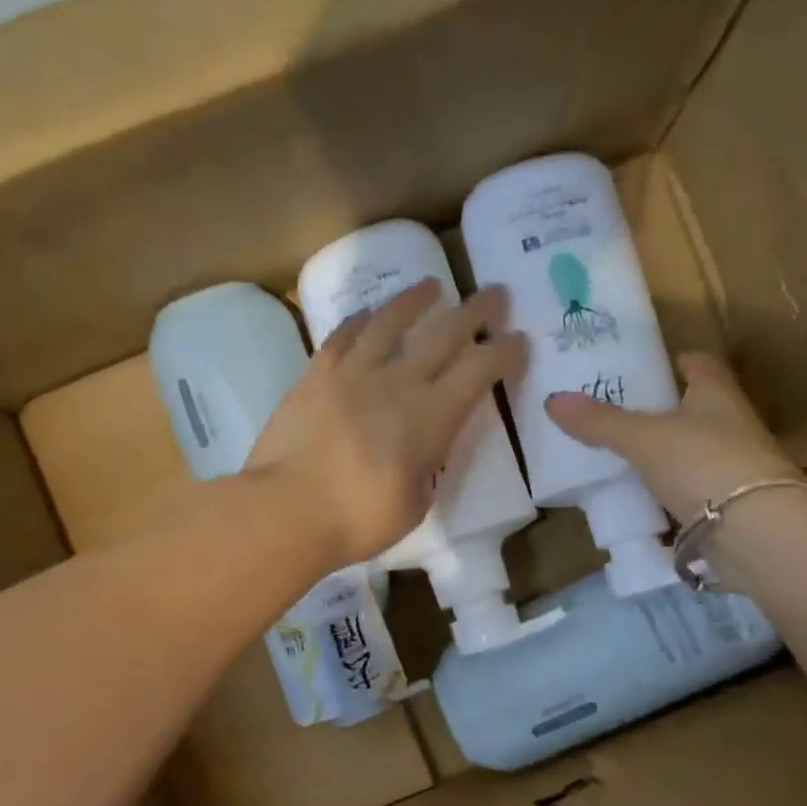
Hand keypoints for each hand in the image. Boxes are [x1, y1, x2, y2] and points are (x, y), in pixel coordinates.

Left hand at [249, 281, 526, 568]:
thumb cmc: (359, 519)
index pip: (479, 371)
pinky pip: (341, 338)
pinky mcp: (315, 377)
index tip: (519, 339)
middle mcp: (397, 383)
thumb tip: (422, 450)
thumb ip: (426, 468)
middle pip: (443, 334)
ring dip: (415, 301)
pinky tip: (367, 315)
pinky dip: (358, 322)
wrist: (287, 510)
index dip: (504, 352)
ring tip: (431, 286)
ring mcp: (352, 374)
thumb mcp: (415, 503)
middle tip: (494, 293)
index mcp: (431, 417)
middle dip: (476, 311)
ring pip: (389, 323)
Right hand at [544, 352, 795, 521]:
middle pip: (694, 409)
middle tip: (615, 413)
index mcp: (717, 394)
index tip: (644, 365)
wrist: (757, 531)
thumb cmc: (703, 463)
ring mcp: (734, 467)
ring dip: (664, 454)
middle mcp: (732, 424)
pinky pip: (691, 491)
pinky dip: (668, 493)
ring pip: (692, 452)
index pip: (699, 365)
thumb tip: (552, 399)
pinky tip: (639, 499)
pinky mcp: (730, 506)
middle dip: (661, 410)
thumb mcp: (643, 438)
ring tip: (618, 456)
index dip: (674, 361)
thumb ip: (601, 421)